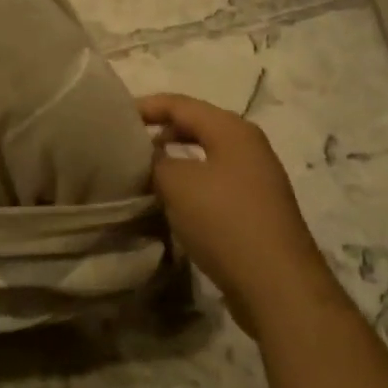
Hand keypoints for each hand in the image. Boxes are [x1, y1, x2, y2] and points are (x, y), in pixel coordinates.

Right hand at [138, 94, 328, 303]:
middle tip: (123, 145)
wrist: (275, 283)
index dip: (145, 106)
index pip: (179, 104)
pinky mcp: (253, 209)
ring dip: (171, 161)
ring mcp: (254, 179)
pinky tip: (167, 201)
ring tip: (140, 173)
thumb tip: (145, 155)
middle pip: (194, 126)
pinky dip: (187, 184)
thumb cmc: (224, 221)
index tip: (112, 118)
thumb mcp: (177, 183)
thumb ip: (155, 160)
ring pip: (203, 157)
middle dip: (158, 132)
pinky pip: (211, 183)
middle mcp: (248, 147)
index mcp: (232, 130)